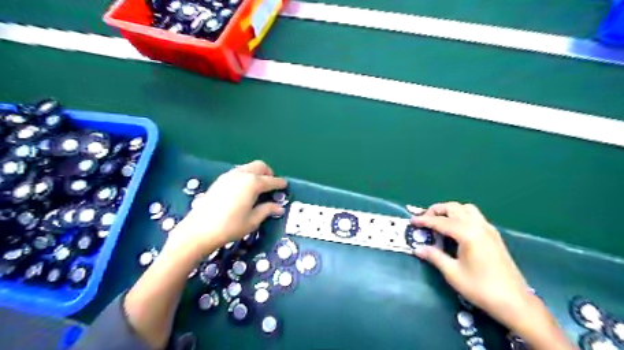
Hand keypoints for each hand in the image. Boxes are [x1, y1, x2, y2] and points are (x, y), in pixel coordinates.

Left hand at [163, 160, 283, 257]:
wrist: (198, 230)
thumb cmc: (230, 227)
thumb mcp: (252, 220)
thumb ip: (267, 210)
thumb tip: (279, 207)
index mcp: (253, 183)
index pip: (271, 180)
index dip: (280, 183)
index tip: (285, 186)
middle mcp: (242, 174)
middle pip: (260, 166)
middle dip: (268, 173)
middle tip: (271, 186)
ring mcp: (229, 175)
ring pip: (248, 167)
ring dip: (256, 174)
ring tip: (258, 189)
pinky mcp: (219, 180)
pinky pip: (238, 172)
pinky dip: (245, 176)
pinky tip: (243, 190)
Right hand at [410, 203, 531, 328]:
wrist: (515, 302)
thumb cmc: (481, 288)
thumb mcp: (453, 273)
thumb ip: (434, 256)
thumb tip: (417, 248)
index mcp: (467, 233)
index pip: (440, 222)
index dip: (424, 220)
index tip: (412, 221)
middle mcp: (478, 226)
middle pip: (454, 208)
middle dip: (436, 210)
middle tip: (425, 221)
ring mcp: (488, 229)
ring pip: (466, 209)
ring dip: (451, 211)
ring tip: (440, 222)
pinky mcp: (494, 235)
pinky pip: (475, 216)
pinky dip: (462, 215)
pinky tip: (457, 229)